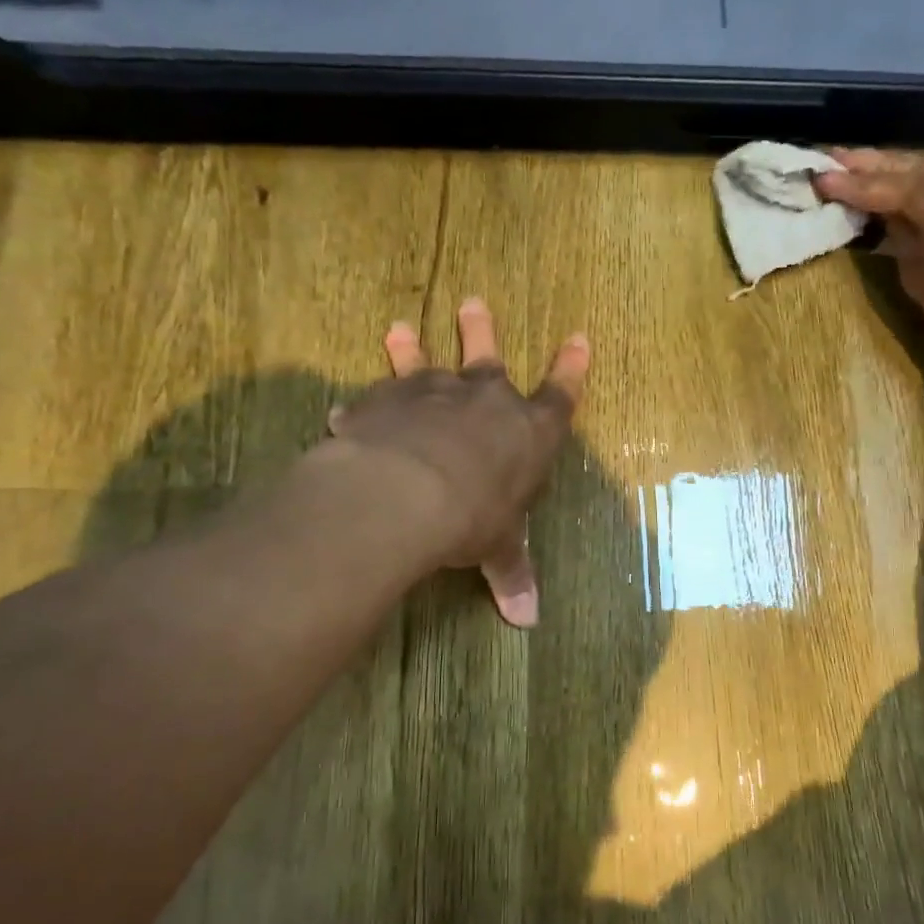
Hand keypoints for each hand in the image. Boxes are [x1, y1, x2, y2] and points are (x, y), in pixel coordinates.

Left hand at [325, 298, 589, 627]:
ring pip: (423, 362)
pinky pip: (374, 400)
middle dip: (481, 330)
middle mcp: (483, 400)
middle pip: (488, 356)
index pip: (559, 396)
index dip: (570, 369)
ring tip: (398, 328)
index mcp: (527, 432)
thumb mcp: (496, 547)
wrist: (409, 492)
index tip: (577, 338)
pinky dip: (364, 406)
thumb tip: (527, 621)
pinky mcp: (385, 402)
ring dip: (411, 347)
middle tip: (473, 302)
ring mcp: (432, 394)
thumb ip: (510, 574)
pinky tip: (346, 411)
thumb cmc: (474, 516)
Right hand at [813, 151, 923, 367]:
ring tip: (870, 175)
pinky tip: (918, 195)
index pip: (881, 186)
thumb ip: (903, 243)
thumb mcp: (922, 279)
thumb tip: (896, 225)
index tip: (817, 176)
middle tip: (836, 158)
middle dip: (870, 166)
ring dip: (903, 177)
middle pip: (909, 168)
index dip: (847, 185)